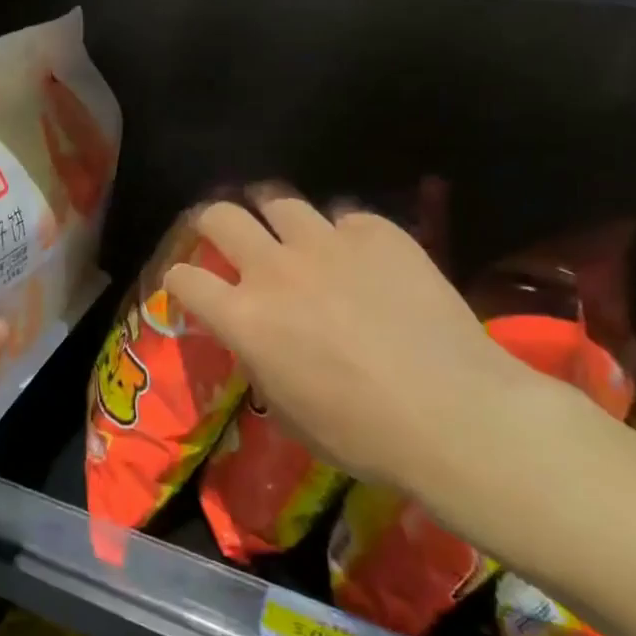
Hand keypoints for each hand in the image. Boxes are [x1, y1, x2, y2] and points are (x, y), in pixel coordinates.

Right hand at [164, 193, 550, 496]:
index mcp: (244, 318)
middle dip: (211, 221)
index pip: (184, 278)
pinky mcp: (378, 234)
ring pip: (280, 201)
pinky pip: (347, 218)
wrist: (456, 414)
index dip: (180, 280)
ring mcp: (327, 244)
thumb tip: (258, 339)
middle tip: (224, 232)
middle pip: (220, 216)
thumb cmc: (363, 434)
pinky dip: (344, 234)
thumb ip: (260, 361)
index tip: (189, 285)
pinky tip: (362, 256)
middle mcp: (274, 269)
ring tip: (288, 229)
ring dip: (274, 215)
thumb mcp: (288, 412)